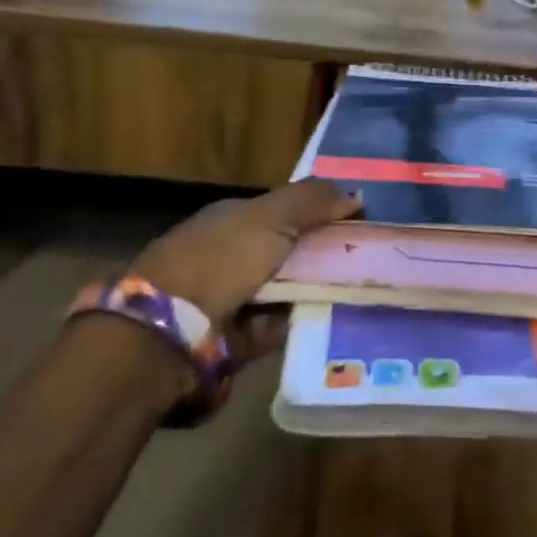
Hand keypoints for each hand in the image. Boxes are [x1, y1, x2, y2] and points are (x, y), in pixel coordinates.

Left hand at [126, 178, 361, 332]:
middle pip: (286, 251)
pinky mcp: (233, 341)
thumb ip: (311, 200)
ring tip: (358, 292)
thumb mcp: (270, 216)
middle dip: (320, 255)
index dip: (318, 213)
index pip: (282, 211)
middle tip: (367, 260)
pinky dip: (298, 326)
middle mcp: (229, 256)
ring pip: (285, 291)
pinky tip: (330, 322)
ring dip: (313, 292)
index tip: (357, 222)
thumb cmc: (219, 260)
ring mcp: (229, 299)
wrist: (169, 335)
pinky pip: (277, 329)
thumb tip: (355, 195)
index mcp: (231, 220)